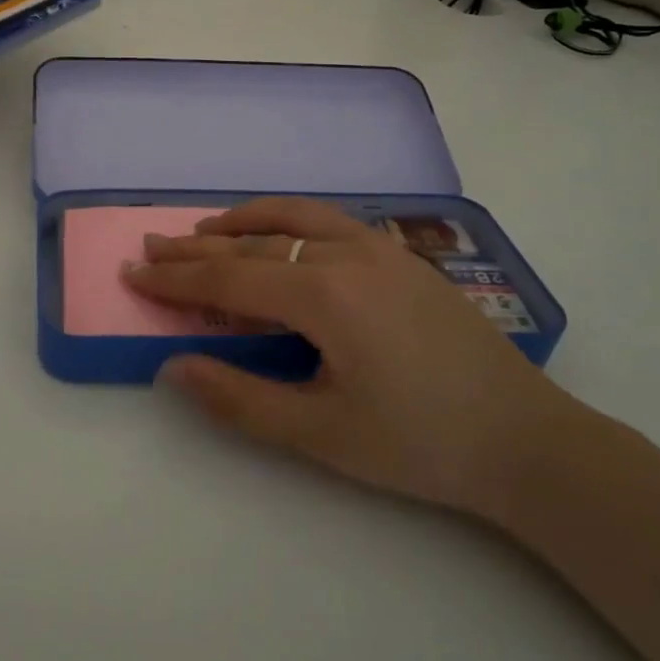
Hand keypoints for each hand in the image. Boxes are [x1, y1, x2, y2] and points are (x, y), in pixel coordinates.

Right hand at [126, 198, 580, 518]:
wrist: (526, 439)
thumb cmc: (419, 443)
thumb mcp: (320, 433)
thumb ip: (239, 398)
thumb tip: (173, 368)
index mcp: (324, 295)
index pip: (229, 279)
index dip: (176, 279)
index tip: (133, 272)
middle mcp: (347, 254)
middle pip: (254, 244)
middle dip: (197, 248)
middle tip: (152, 246)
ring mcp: (380, 248)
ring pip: (294, 217)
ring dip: (242, 222)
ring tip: (205, 230)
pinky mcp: (401, 256)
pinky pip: (329, 221)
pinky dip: (288, 219)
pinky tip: (279, 233)